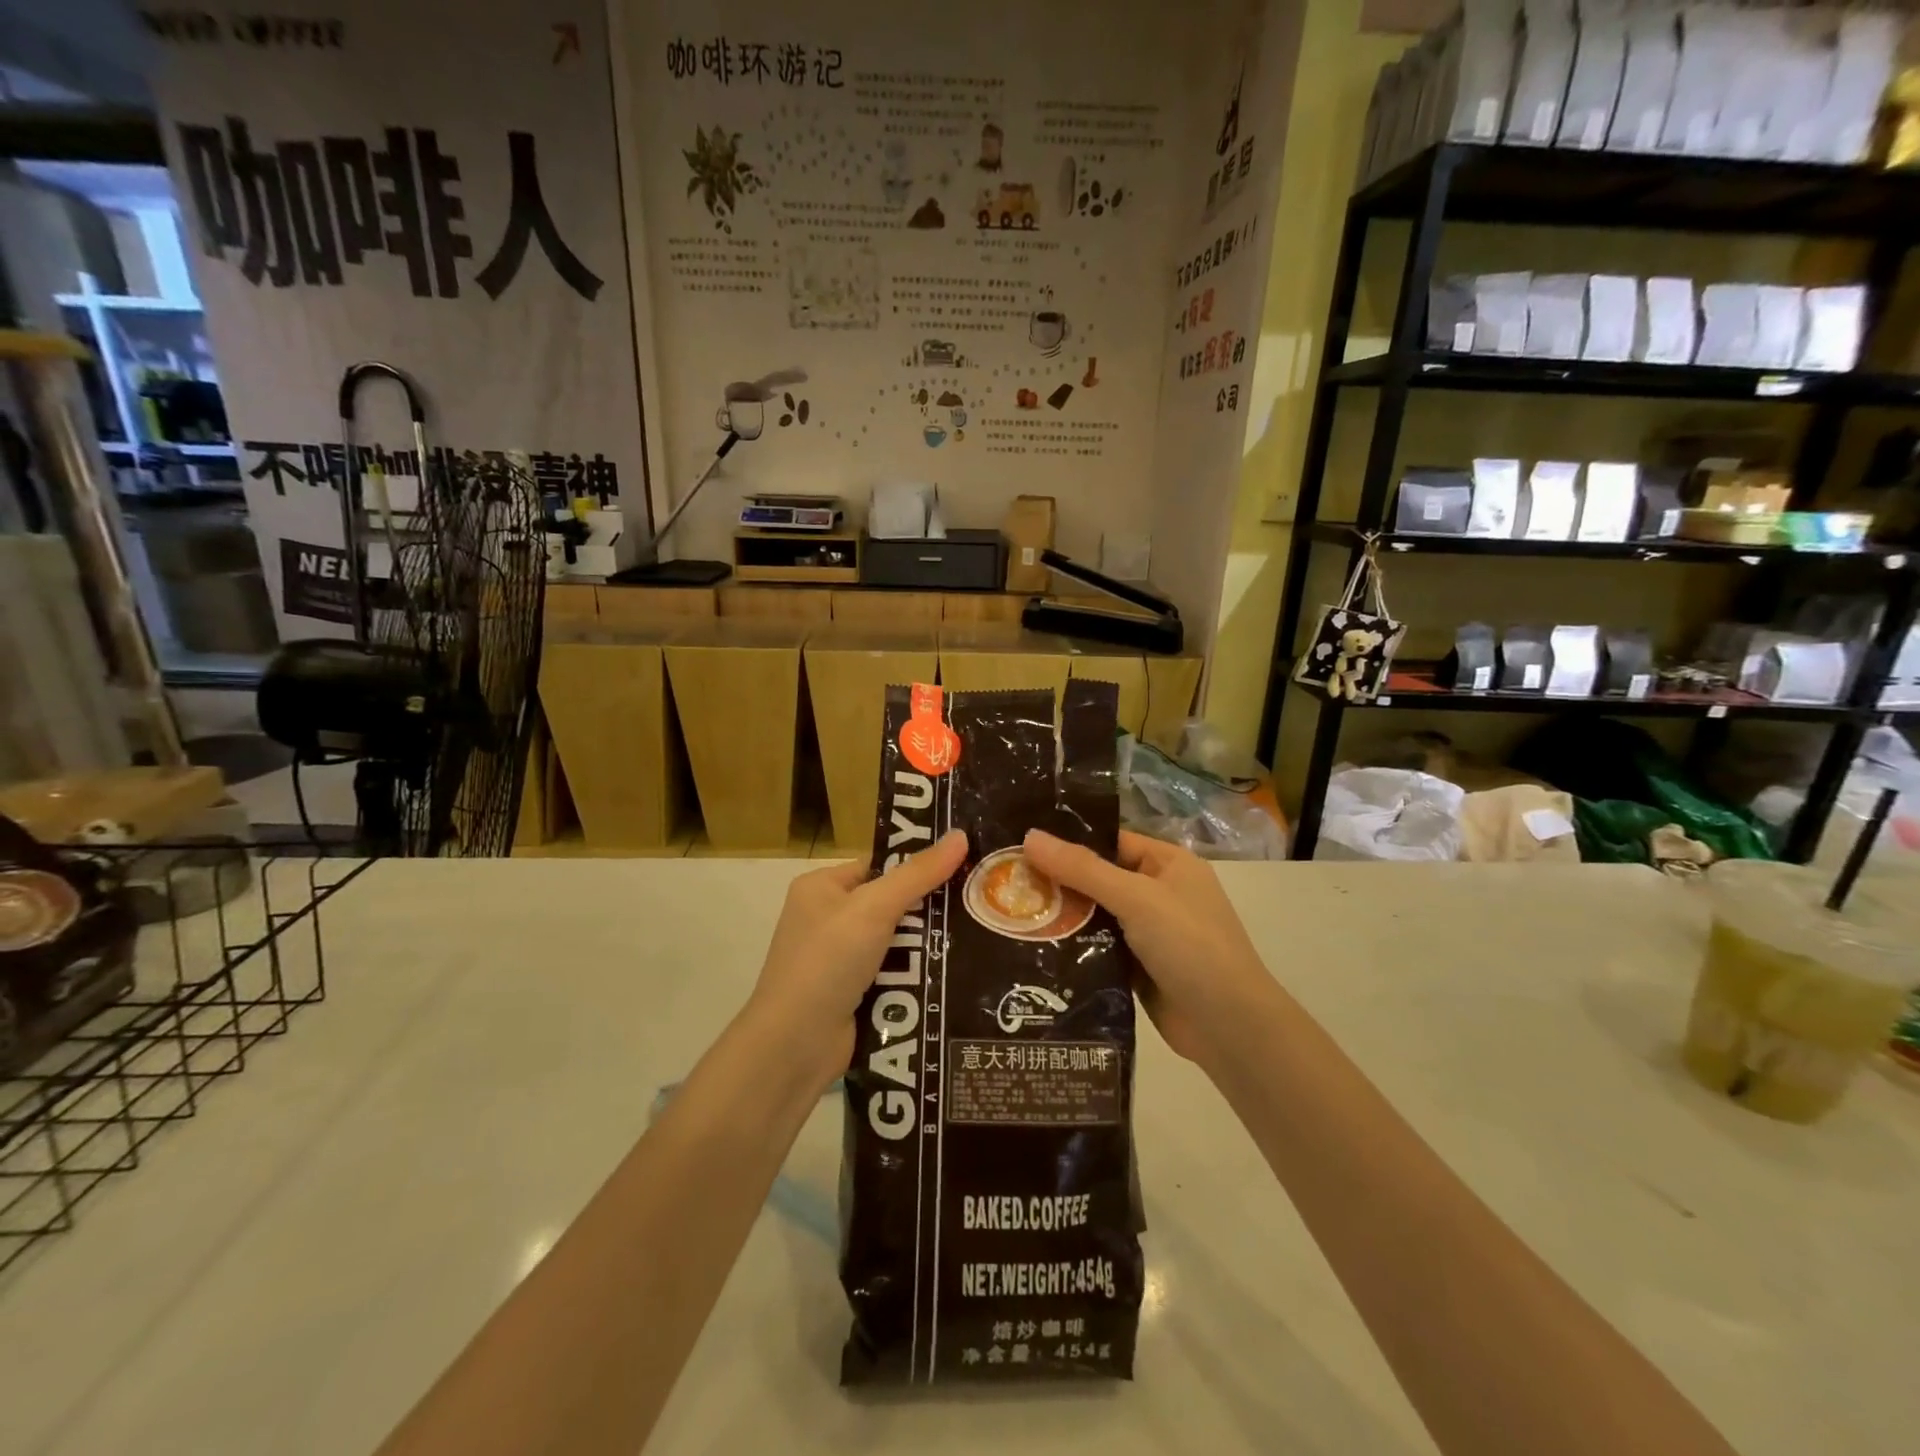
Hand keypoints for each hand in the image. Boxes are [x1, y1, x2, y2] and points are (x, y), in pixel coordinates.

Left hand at [743, 830, 967, 1091]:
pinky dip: (918, 973)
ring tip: (978, 936)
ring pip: (898, 941)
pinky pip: (896, 973)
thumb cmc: (828, 961)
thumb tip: (960, 834)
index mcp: (821, 887)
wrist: (795, 1045)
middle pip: (892, 903)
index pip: (879, 866)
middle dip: (928, 908)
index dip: (918, 865)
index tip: (965, 864)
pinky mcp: (855, 993)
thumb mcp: (874, 908)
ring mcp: (840, 959)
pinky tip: (956, 970)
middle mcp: (828, 918)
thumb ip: (918, 873)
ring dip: (928, 944)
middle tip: (978, 902)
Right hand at [1022, 829, 1280, 1067]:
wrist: (1230, 1028)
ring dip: (1060, 917)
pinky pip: (1097, 949)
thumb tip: (1029, 836)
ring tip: (1006, 913)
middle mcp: (1158, 893)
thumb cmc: (1190, 946)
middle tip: (1002, 881)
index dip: (1067, 841)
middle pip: (1097, 879)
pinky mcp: (1137, 968)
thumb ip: (1082, 869)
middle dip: (1056, 882)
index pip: (1109, 841)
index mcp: (1167, 864)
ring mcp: (1148, 933)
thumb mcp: (1136, 898)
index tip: (1019, 844)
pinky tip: (1032, 948)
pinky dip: (1072, 948)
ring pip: (1094, 916)